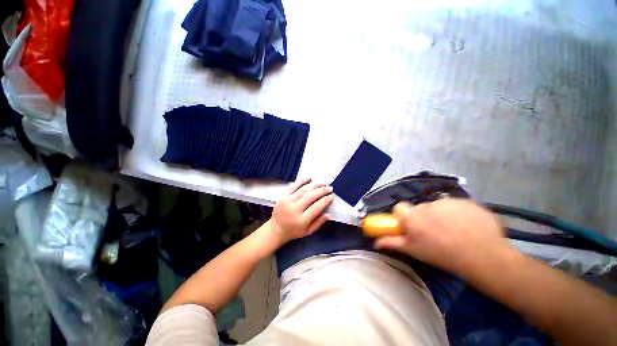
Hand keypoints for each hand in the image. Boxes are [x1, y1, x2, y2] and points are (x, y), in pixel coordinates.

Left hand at [268, 178, 333, 242]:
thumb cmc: (294, 231)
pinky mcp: (282, 196)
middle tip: (329, 188)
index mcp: (301, 220)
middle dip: (321, 191)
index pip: (316, 208)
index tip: (331, 196)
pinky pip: (292, 186)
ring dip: (314, 185)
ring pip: (303, 190)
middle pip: (310, 197)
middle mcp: (294, 209)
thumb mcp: (308, 232)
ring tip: (322, 183)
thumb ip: (319, 223)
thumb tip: (329, 214)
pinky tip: (309, 177)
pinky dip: (301, 181)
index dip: (325, 201)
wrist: (276, 229)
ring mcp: (287, 201)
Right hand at [375, 199, 509, 275]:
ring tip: (454, 231)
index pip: (399, 207)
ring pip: (438, 206)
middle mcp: (427, 206)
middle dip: (424, 217)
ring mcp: (448, 202)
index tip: (411, 226)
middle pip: (419, 208)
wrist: (485, 257)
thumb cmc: (444, 255)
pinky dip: (458, 213)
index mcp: (413, 217)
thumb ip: (393, 242)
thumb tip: (375, 242)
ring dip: (441, 215)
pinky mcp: (465, 201)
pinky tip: (467, 226)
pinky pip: (456, 205)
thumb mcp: (415, 251)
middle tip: (435, 233)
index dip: (404, 216)